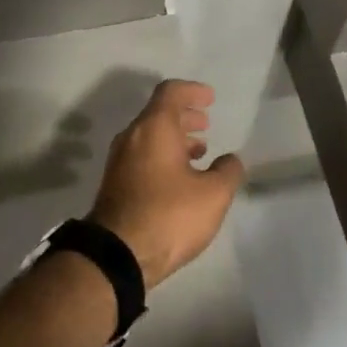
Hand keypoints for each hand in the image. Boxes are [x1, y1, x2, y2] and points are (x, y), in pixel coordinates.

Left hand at [90, 80, 244, 290]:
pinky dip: (163, 155)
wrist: (116, 256)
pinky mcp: (115, 183)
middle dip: (185, 116)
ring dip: (175, 138)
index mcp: (154, 127)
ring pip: (150, 136)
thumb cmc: (168, 215)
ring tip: (199, 153)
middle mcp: (132, 136)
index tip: (210, 99)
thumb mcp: (212, 195)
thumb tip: (230, 160)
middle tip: (206, 123)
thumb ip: (227, 171)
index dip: (192, 90)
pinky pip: (142, 156)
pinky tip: (181, 178)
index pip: (171, 92)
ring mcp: (120, 160)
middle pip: (159, 113)